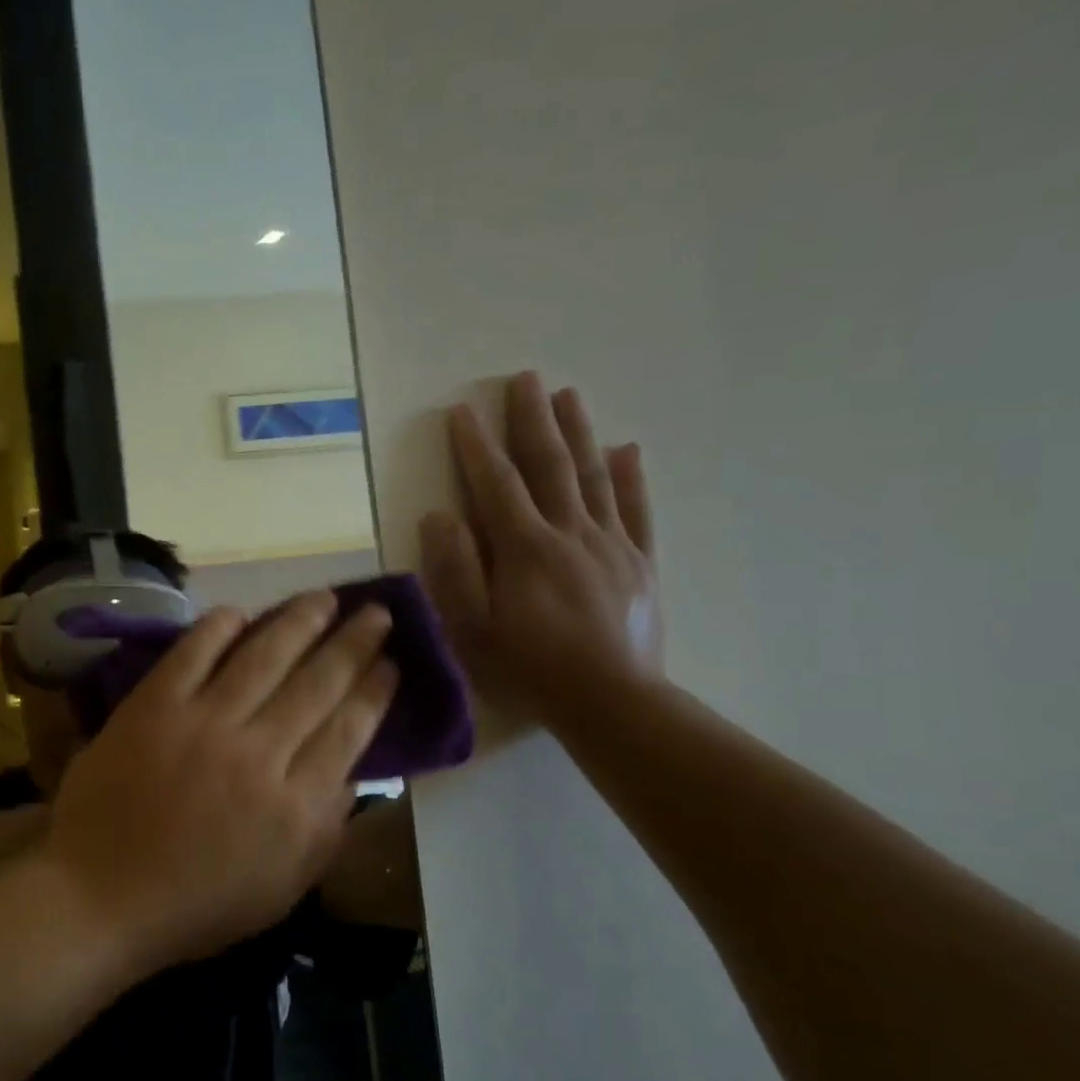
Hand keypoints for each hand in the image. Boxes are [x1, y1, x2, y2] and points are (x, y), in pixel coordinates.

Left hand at [43, 593, 399, 971]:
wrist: (100, 895)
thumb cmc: (195, 904)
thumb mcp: (281, 889)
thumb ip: (324, 831)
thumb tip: (353, 773)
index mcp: (295, 806)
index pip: (349, 731)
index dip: (375, 691)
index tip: (392, 662)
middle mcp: (259, 754)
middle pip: (318, 683)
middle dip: (354, 643)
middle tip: (376, 613)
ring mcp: (204, 723)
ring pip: (265, 657)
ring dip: (300, 621)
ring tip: (326, 597)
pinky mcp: (154, 706)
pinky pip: (194, 653)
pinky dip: (219, 627)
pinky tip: (242, 611)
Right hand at [420, 371, 663, 731]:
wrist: (612, 703)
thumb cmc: (530, 668)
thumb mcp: (473, 628)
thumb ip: (456, 569)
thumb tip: (439, 516)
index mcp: (524, 548)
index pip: (496, 485)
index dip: (475, 447)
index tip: (461, 411)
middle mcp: (570, 533)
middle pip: (549, 466)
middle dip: (532, 420)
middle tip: (525, 377)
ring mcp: (611, 545)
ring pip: (592, 477)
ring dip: (579, 432)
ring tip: (568, 395)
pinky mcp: (641, 564)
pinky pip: (637, 510)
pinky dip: (630, 478)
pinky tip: (626, 450)